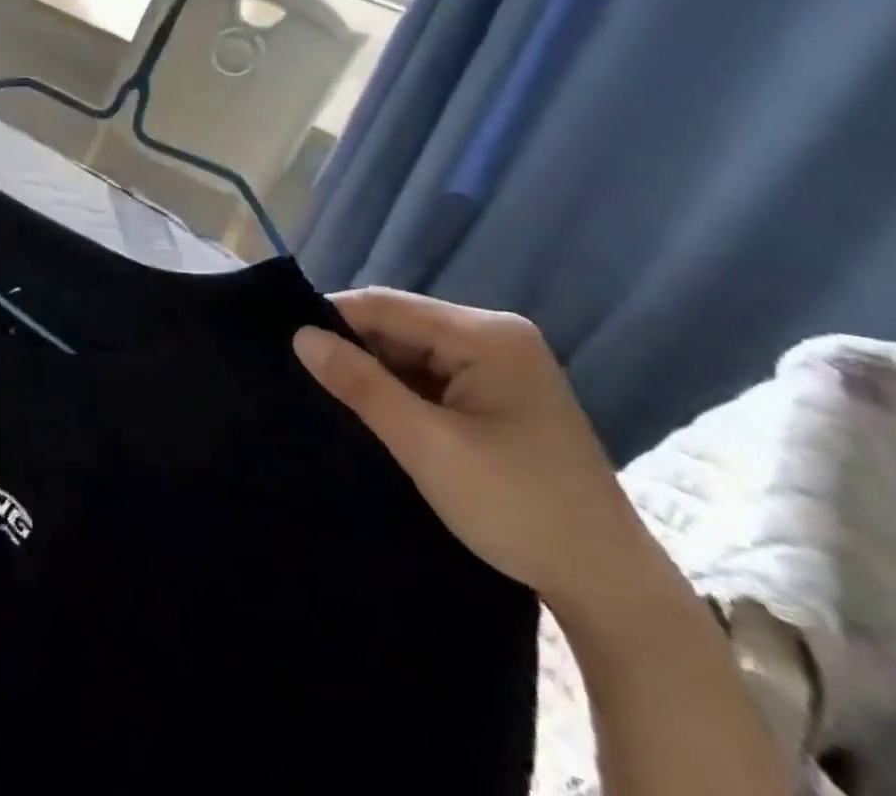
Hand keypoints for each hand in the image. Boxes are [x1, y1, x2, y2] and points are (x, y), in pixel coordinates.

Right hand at [294, 289, 653, 614]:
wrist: (611, 588)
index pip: (388, 306)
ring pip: (414, 350)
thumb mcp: (427, 446)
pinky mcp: (501, 393)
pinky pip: (434, 374)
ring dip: (376, 370)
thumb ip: (361, 385)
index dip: (333, 317)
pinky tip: (373, 407)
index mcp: (487, 335)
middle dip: (354, 347)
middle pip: (402, 325)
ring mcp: (503, 364)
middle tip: (302, 372)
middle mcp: (496, 335)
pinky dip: (401, 388)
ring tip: (327, 389)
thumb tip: (300, 337)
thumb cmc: (517, 508)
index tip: (285, 341)